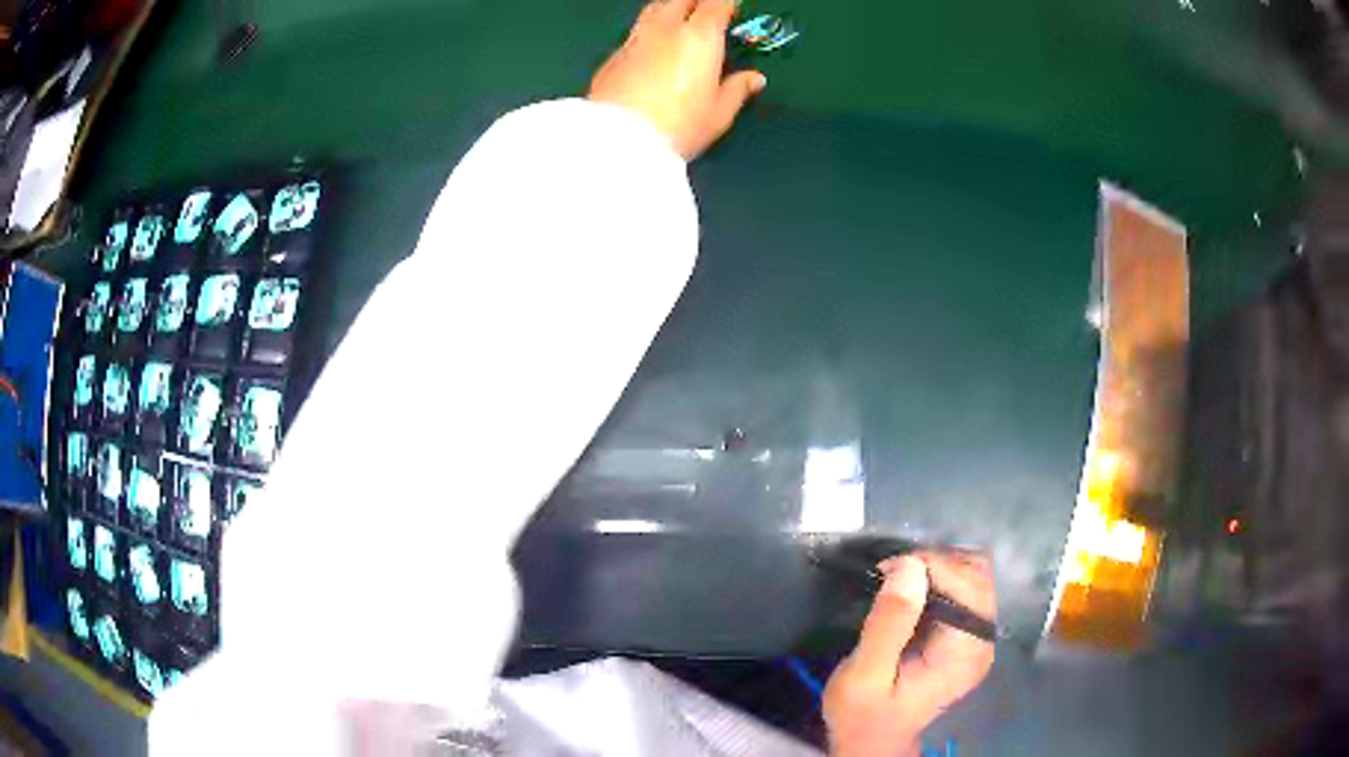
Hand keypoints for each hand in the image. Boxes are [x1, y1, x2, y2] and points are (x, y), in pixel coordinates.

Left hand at [588, 0, 766, 159]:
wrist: (619, 141)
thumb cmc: (677, 127)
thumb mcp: (718, 114)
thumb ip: (737, 90)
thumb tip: (753, 79)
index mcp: (699, 37)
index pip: (716, 4)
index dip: (725, 4)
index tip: (732, 8)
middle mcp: (665, 30)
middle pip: (680, 0)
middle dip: (695, 2)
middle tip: (706, 10)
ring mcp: (634, 41)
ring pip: (653, 11)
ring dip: (668, 10)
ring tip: (678, 22)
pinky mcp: (612, 59)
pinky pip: (634, 35)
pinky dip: (647, 35)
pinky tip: (651, 51)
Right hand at [823, 552, 996, 756]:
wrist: (872, 741)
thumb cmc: (864, 714)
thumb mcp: (865, 674)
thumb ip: (889, 623)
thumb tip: (910, 565)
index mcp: (966, 651)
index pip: (968, 584)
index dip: (932, 565)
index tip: (888, 568)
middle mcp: (983, 640)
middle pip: (979, 575)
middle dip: (936, 563)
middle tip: (891, 573)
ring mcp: (979, 638)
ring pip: (975, 577)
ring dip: (938, 568)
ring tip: (898, 580)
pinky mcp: (967, 637)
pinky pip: (964, 592)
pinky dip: (938, 581)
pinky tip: (909, 593)